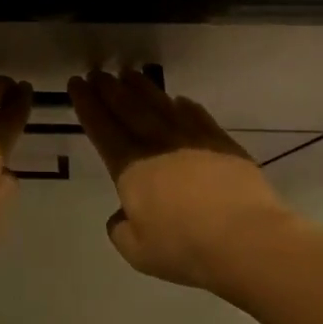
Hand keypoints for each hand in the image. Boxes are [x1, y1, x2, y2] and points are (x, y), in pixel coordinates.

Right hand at [68, 69, 306, 290]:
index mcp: (130, 167)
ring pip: (160, 104)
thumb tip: (121, 215)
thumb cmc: (185, 248)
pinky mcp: (222, 144)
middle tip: (97, 72)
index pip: (101, 128)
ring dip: (142, 87)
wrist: (246, 239)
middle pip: (127, 107)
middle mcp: (156, 145)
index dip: (87, 104)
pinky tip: (178, 100)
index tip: (77, 84)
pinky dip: (184, 105)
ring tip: (129, 73)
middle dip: (109, 88)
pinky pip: (197, 116)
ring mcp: (191, 140)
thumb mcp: (137, 251)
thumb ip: (121, 229)